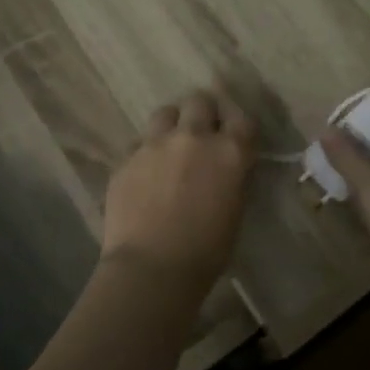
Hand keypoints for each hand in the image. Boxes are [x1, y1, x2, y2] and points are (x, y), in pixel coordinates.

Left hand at [101, 89, 254, 288]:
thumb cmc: (206, 251)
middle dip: (203, 113)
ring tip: (170, 147)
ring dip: (172, 125)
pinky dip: (145, 153)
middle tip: (201, 134)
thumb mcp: (235, 209)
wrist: (152, 268)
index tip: (233, 135)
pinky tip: (145, 175)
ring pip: (165, 113)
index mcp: (229, 151)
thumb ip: (232, 177)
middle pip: (200, 101)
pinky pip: (139, 144)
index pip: (242, 118)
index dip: (237, 125)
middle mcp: (193, 137)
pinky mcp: (126, 158)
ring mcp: (155, 144)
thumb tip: (226, 167)